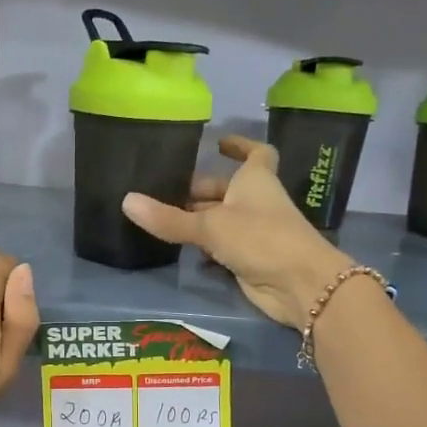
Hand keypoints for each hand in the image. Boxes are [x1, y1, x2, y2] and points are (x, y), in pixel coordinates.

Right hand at [122, 135, 353, 329]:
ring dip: (196, 220)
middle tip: (160, 191)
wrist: (299, 284)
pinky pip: (221, 247)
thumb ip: (169, 218)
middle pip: (225, 190)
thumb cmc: (260, 238)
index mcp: (255, 180)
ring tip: (160, 218)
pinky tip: (179, 250)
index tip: (217, 142)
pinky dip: (203, 248)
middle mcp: (255, 202)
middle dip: (197, 190)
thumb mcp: (210, 226)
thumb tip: (126, 201)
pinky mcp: (249, 259)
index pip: (256, 153)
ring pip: (220, 219)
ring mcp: (254, 232)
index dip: (240, 145)